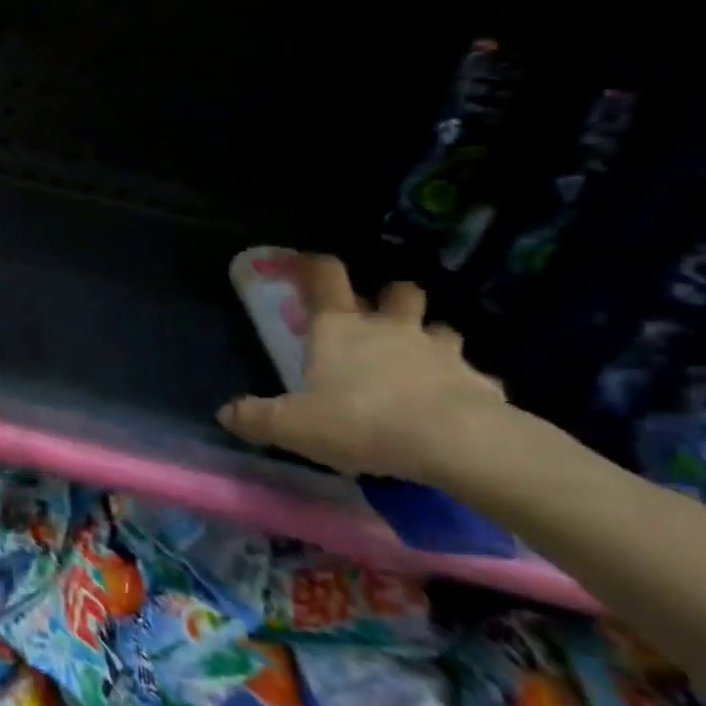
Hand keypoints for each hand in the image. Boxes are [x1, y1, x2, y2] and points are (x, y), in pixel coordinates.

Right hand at [218, 255, 508, 480]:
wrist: (456, 442)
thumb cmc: (361, 421)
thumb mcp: (292, 425)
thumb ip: (256, 417)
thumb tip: (225, 414)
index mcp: (340, 328)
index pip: (327, 277)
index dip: (314, 265)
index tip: (305, 263)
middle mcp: (391, 329)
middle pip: (397, 292)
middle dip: (389, 297)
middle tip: (378, 317)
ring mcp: (441, 352)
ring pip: (441, 328)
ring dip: (429, 337)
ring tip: (419, 361)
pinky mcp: (480, 382)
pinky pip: (472, 376)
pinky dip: (462, 384)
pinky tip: (455, 404)